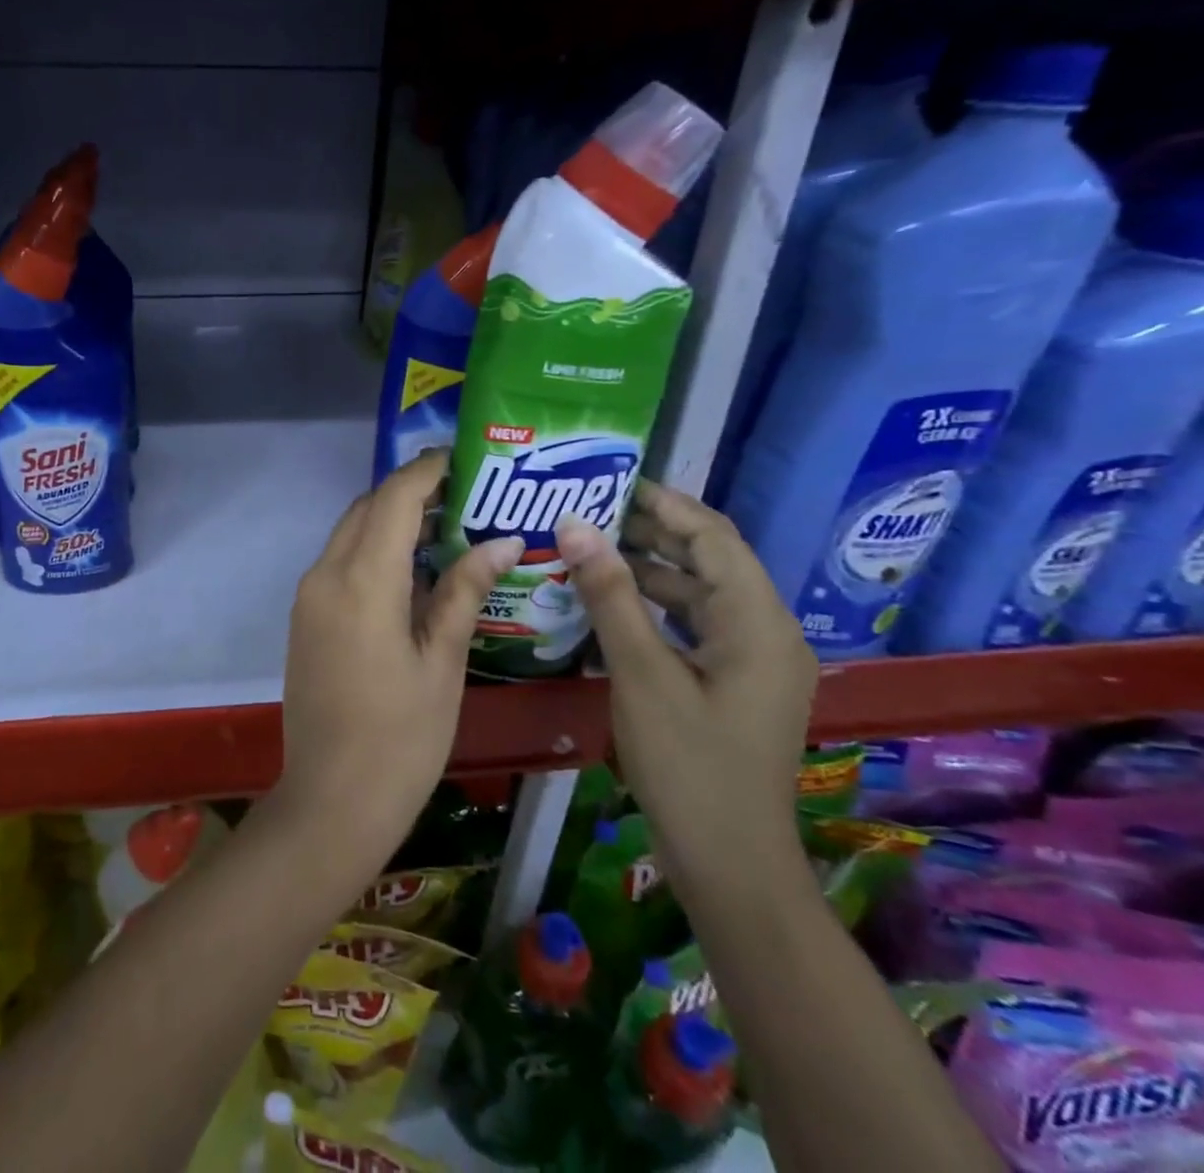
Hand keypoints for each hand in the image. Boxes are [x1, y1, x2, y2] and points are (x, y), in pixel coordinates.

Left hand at [275, 451, 524, 870]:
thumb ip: (463, 591)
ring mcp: (308, 596)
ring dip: (391, 521)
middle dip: (411, 493)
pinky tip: (412, 572)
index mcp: (361, 580)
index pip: (393, 498)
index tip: (466, 459)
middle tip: (467, 497)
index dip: (428, 470)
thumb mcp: (442, 662)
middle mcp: (324, 575)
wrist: (331, 800)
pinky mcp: (304, 617)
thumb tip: (500, 540)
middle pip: (367, 509)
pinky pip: (339, 563)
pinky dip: (373, 551)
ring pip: (350, 533)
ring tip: (448, 529)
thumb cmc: (401, 737)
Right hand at [554, 480, 818, 894]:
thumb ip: (610, 595)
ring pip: (700, 594)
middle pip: (710, 561)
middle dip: (652, 532)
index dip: (664, 503)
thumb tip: (575, 525)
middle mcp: (767, 631)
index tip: (609, 480)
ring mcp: (755, 661)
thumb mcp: (641, 673)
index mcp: (758, 622)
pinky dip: (655, 607)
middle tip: (587, 512)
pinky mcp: (736, 684)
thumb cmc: (689, 765)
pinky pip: (695, 626)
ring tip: (589, 549)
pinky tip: (610, 604)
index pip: (713, 536)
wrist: (731, 863)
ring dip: (649, 569)